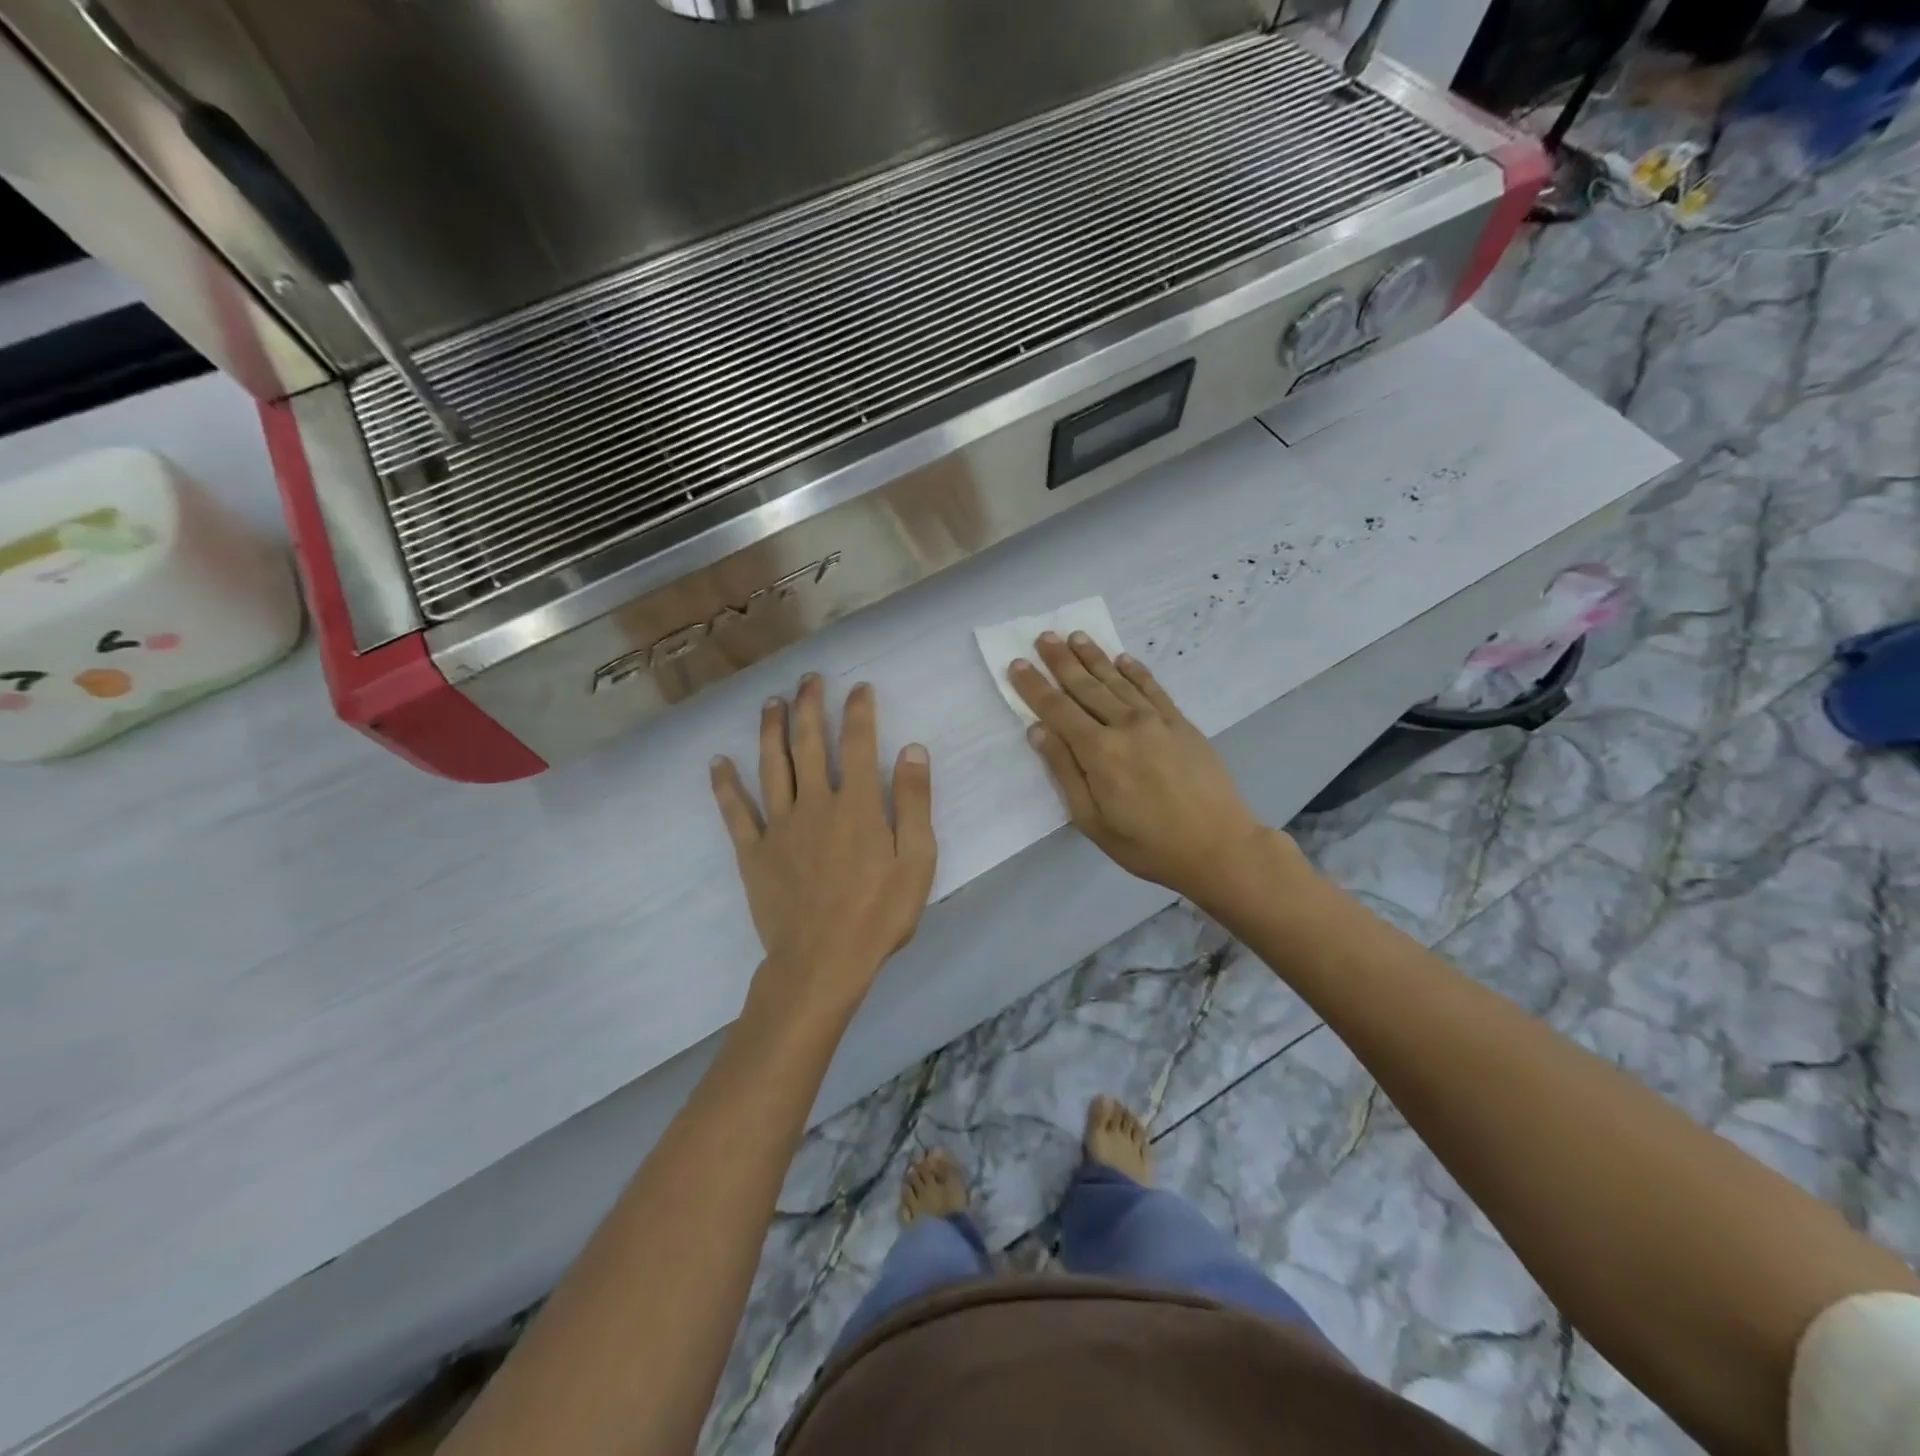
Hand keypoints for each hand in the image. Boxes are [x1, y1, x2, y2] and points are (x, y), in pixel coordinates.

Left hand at [711, 675, 936, 1023]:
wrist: (822, 963)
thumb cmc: (878, 914)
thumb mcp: (917, 861)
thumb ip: (914, 802)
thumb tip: (912, 749)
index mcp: (857, 804)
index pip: (857, 744)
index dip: (858, 711)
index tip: (859, 688)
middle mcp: (814, 803)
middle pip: (808, 743)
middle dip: (810, 706)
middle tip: (809, 679)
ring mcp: (779, 826)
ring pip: (771, 766)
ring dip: (770, 730)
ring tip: (771, 702)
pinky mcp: (753, 852)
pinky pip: (735, 812)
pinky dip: (725, 785)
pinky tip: (717, 762)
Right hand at [1010, 634, 1296, 905]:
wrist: (1219, 846)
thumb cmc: (1147, 844)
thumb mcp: (1093, 820)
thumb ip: (1065, 772)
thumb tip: (1038, 730)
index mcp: (1099, 751)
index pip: (1057, 709)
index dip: (1034, 686)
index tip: (1016, 663)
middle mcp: (1125, 725)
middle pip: (1085, 686)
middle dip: (1061, 660)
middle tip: (1043, 636)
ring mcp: (1157, 720)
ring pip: (1117, 680)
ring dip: (1094, 657)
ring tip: (1075, 636)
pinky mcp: (1181, 723)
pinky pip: (1153, 688)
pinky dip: (1135, 670)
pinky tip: (1123, 658)